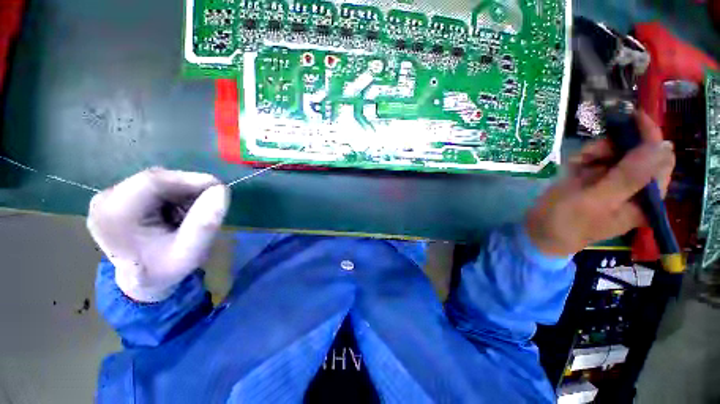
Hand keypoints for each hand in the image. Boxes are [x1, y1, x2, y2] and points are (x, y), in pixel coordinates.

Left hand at [87, 168, 229, 301]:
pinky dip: (175, 195)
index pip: (153, 181)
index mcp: (114, 216)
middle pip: (157, 179)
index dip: (191, 180)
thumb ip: (205, 223)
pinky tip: (179, 212)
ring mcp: (109, 196)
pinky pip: (155, 186)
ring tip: (193, 213)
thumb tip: (221, 189)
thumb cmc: (165, 270)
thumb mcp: (191, 253)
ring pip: (159, 181)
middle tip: (210, 205)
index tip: (220, 188)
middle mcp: (105, 200)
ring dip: (183, 192)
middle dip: (189, 189)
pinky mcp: (118, 196)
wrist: (143, 280)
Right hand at [525, 112, 675, 256]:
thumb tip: (662, 146)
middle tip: (591, 151)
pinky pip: (597, 158)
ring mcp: (613, 182)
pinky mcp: (594, 179)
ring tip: (577, 162)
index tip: (632, 118)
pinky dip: (584, 157)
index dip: (650, 138)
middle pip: (637, 152)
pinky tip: (572, 166)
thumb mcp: (596, 201)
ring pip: (615, 152)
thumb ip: (628, 177)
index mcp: (644, 198)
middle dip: (615, 146)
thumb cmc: (567, 222)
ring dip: (596, 151)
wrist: (539, 231)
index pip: (660, 161)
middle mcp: (633, 187)